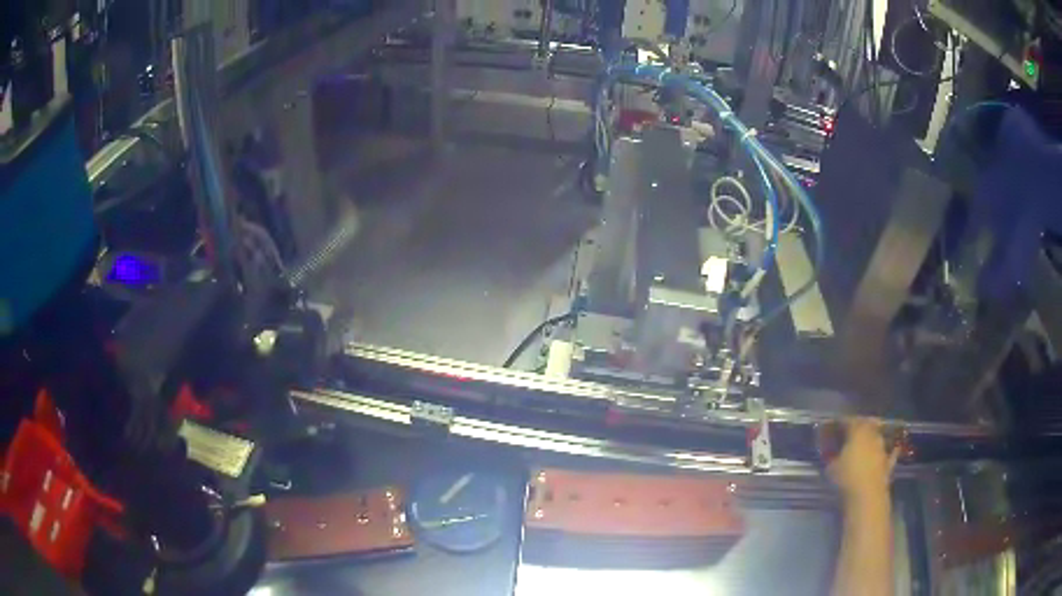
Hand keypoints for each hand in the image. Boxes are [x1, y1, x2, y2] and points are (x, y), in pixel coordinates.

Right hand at [827, 418, 897, 502]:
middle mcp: (872, 436)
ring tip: (866, 443)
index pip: (849, 421)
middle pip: (867, 425)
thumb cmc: (847, 478)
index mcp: (857, 432)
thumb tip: (831, 454)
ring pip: (878, 437)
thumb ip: (832, 457)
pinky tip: (894, 449)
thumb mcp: (831, 468)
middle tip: (852, 431)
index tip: (836, 425)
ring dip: (873, 438)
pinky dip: (891, 451)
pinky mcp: (888, 462)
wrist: (867, 494)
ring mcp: (882, 448)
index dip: (842, 422)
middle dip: (860, 426)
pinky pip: (890, 453)